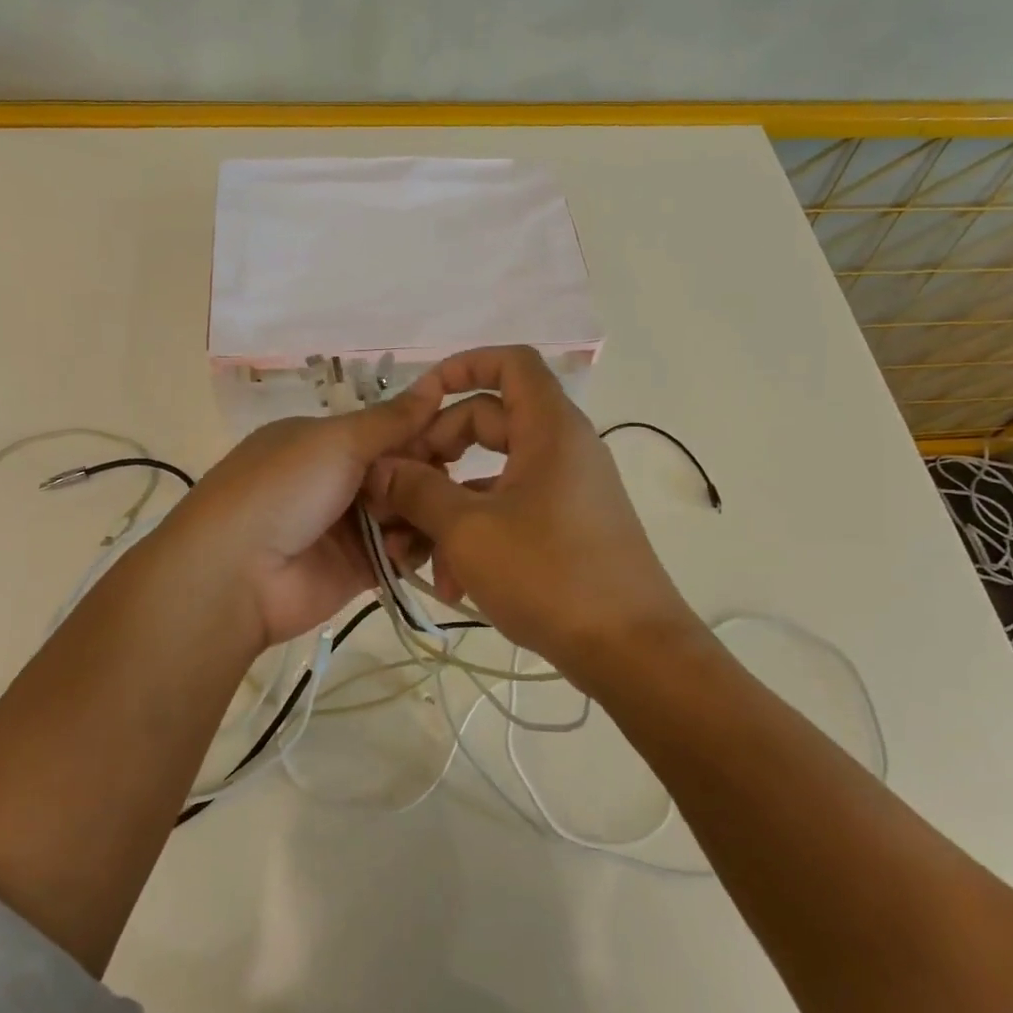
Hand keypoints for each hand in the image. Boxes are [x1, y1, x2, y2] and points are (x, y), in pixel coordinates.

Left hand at [162, 382, 438, 647]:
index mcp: (325, 441)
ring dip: (419, 513)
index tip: (463, 438)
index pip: (389, 430)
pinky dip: (409, 548)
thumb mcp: (336, 441)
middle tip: (441, 486)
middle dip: (426, 476)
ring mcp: (348, 525)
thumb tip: (435, 384)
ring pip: (407, 512)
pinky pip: (401, 552)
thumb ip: (391, 419)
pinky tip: (402, 549)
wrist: (236, 574)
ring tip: (417, 520)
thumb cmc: (284, 489)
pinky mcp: (359, 567)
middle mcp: (337, 479)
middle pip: (403, 471)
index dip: (426, 431)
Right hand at [364, 346, 698, 679]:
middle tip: (399, 490)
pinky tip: (450, 584)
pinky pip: (510, 512)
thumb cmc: (549, 575)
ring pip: (492, 477)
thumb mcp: (469, 530)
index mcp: (549, 428)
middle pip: (489, 422)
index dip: (462, 366)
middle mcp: (561, 449)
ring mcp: (566, 491)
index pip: (510, 362)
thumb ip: (418, 491)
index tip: (418, 398)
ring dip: (447, 508)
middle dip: (436, 454)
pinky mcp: (566, 529)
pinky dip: (476, 536)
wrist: (630, 650)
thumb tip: (382, 469)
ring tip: (413, 556)